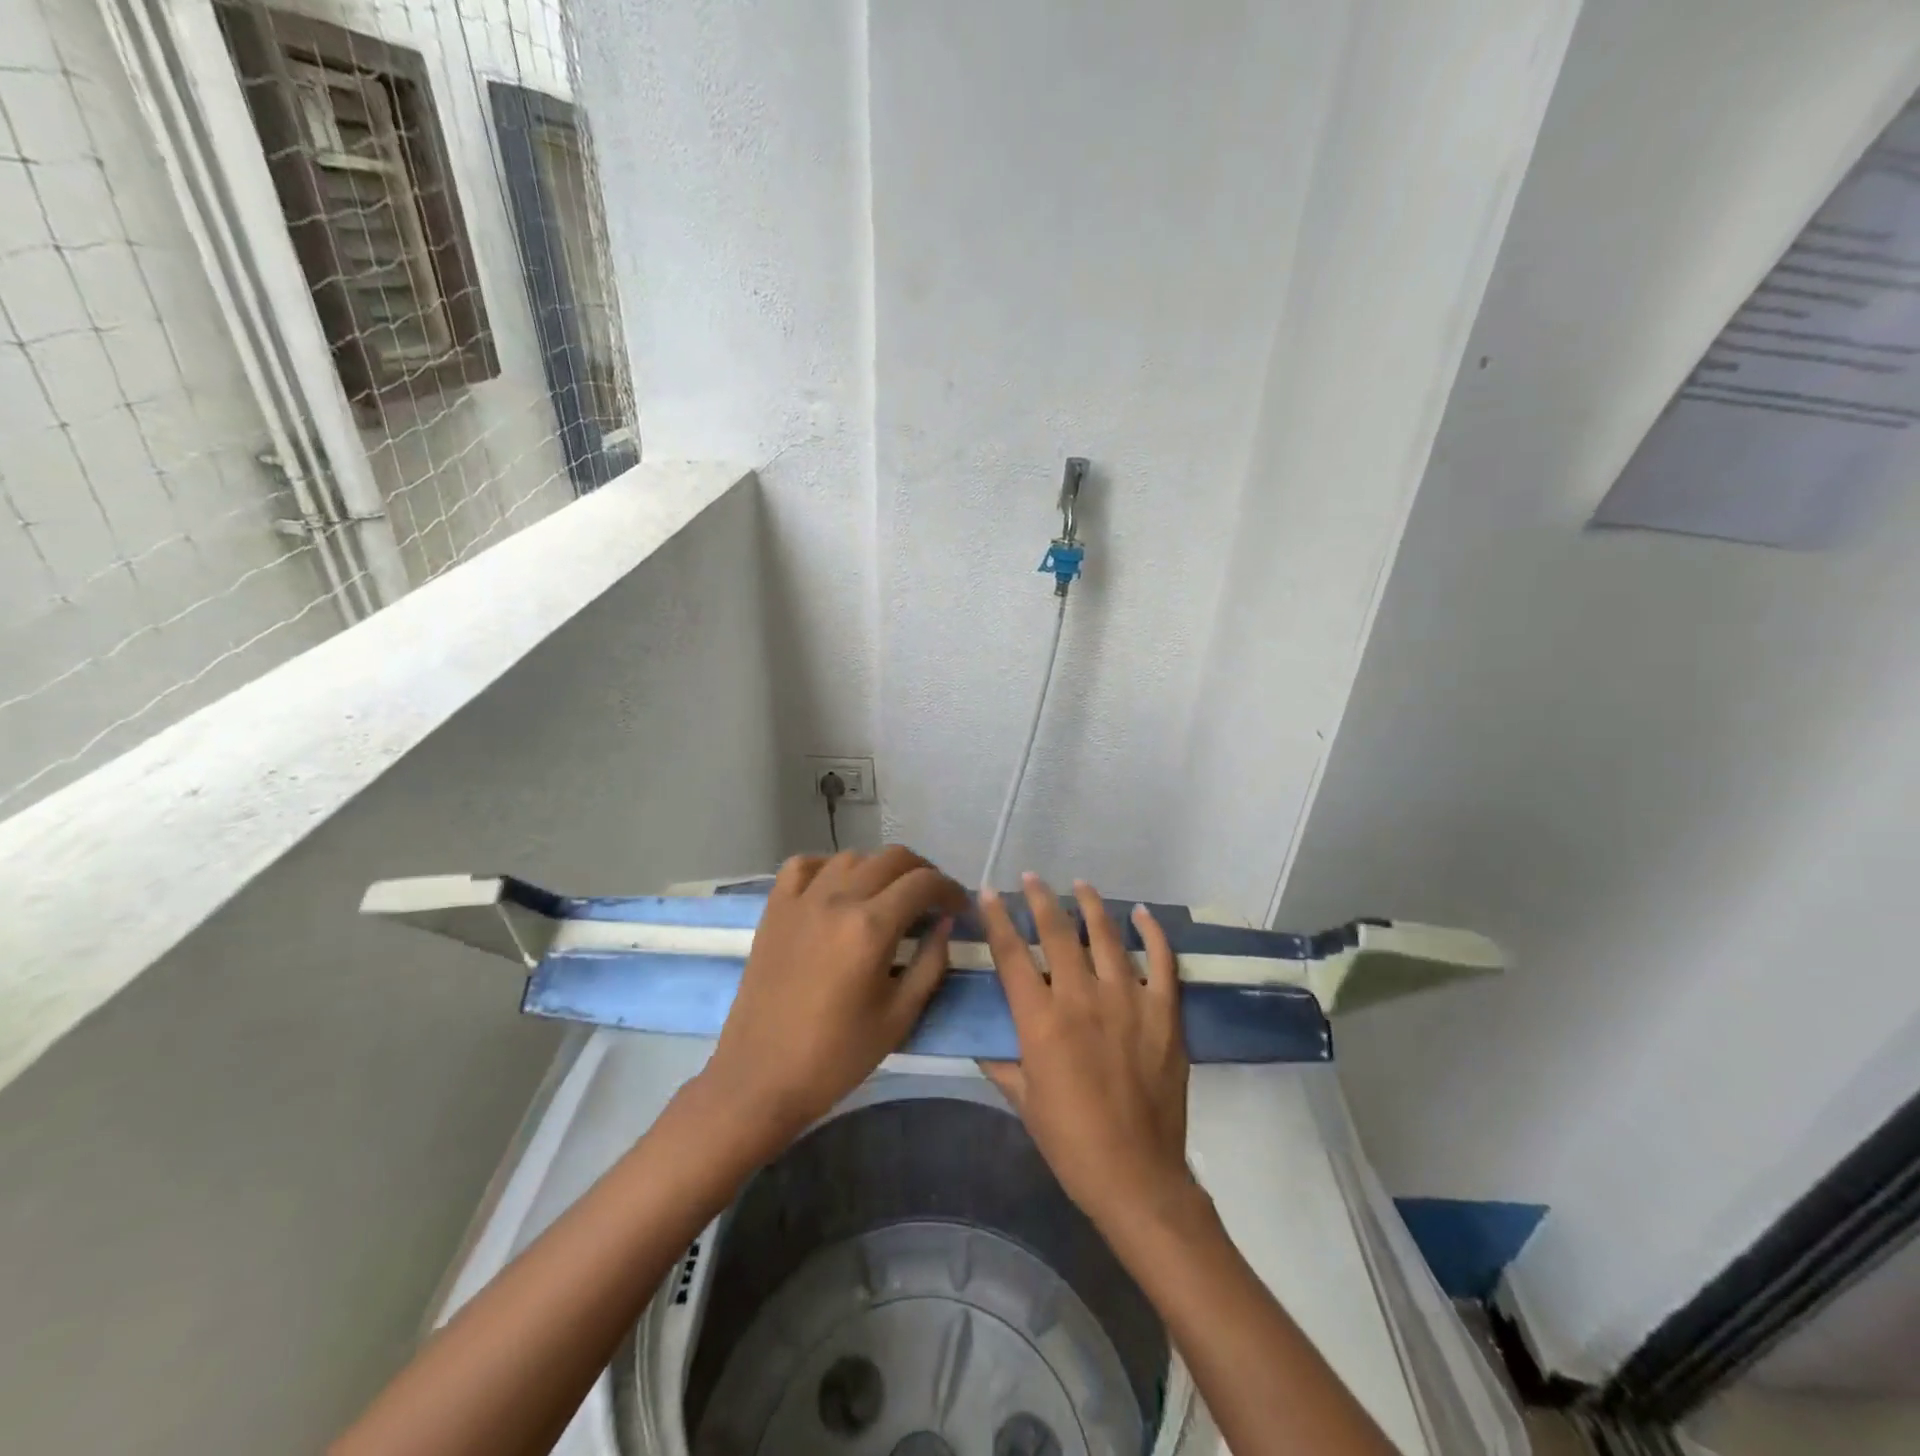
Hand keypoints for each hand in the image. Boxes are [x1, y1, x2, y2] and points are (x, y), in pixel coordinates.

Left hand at [698, 847, 967, 1151]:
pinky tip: (838, 888)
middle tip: (932, 900)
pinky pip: (804, 865)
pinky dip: (828, 866)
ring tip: (889, 895)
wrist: (761, 1078)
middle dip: (922, 872)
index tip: (959, 908)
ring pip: (852, 856)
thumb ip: (931, 963)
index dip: (950, 889)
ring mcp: (801, 899)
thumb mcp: (899, 1017)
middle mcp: (837, 899)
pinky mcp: (775, 909)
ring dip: (879, 868)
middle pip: (892, 858)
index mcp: (870, 927)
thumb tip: (945, 923)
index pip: (923, 883)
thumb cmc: (836, 1056)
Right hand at [979, 874, 1193, 1228]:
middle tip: (1031, 878)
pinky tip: (1142, 914)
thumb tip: (980, 1038)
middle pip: (1057, 932)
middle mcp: (1081, 998)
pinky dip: (1151, 932)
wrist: (1137, 1176)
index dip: (996, 919)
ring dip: (1091, 904)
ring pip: (1106, 935)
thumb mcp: (1023, 1101)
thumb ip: (1001, 1061)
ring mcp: (1127, 1000)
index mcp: (1041, 1020)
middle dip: (1040, 899)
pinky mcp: (1164, 1012)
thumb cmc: (1071, 1142)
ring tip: (1080, 884)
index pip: (1012, 955)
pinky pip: (1161, 960)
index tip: (987, 893)